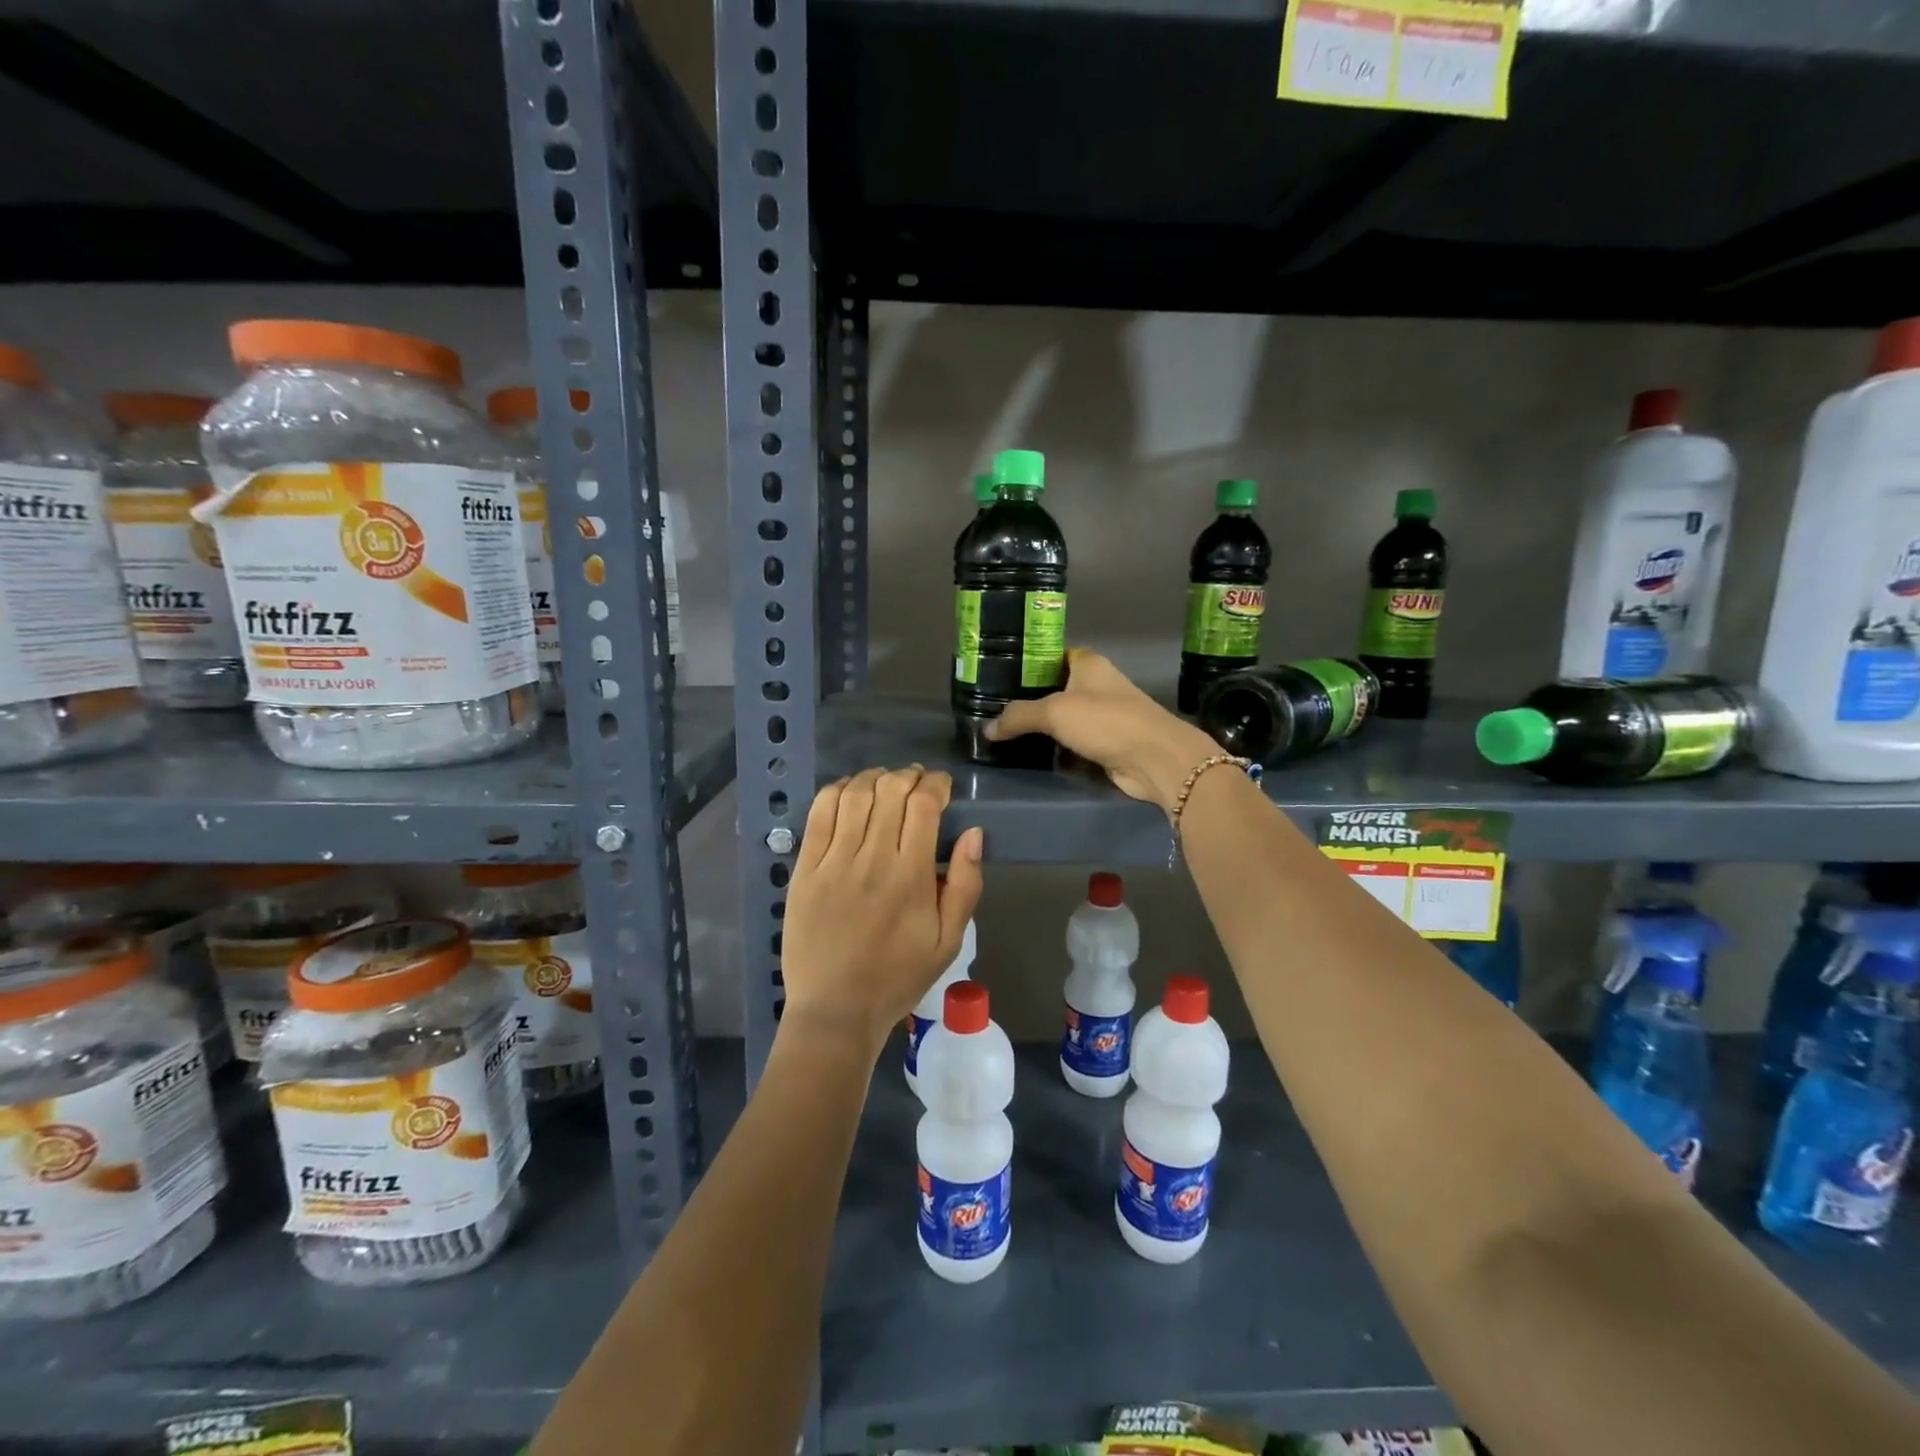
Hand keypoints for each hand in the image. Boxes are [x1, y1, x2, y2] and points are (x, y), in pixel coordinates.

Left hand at [780, 766, 985, 1055]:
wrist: (836, 1009)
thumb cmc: (898, 977)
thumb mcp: (949, 941)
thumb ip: (966, 885)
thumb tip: (974, 833)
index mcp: (912, 876)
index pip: (924, 805)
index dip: (936, 784)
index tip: (942, 787)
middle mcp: (872, 859)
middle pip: (890, 790)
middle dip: (909, 776)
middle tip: (917, 783)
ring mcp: (834, 862)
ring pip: (854, 794)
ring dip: (874, 778)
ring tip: (885, 783)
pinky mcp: (805, 869)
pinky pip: (819, 814)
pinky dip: (836, 791)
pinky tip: (849, 792)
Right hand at [986, 648, 1219, 812]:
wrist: (1154, 758)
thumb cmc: (1106, 721)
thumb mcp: (1055, 712)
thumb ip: (1018, 717)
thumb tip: (987, 729)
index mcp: (1088, 664)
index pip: (1052, 654)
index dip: (1028, 661)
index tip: (998, 673)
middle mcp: (1097, 684)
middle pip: (1055, 686)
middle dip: (1029, 698)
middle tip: (993, 707)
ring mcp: (1104, 714)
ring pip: (1064, 717)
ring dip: (1042, 726)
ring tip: (1005, 731)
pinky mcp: (1106, 742)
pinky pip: (1073, 741)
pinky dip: (1056, 747)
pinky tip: (1031, 752)